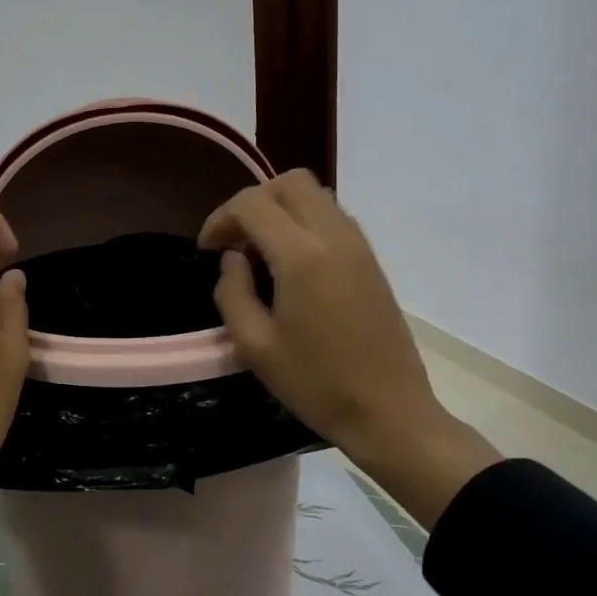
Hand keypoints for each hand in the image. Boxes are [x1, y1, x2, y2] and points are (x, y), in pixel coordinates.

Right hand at [199, 171, 499, 525]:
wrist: (389, 412)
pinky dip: (304, 223)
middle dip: (253, 202)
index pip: (252, 203)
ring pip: (315, 195)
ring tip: (261, 253)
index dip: (220, 219)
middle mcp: (334, 237)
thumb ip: (232, 291)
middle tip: (234, 241)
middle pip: (289, 183)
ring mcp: (359, 246)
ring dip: (280, 210)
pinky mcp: (371, 261)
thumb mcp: (254, 345)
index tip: (206, 250)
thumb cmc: (315, 383)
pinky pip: (332, 217)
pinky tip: (291, 266)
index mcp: (301, 256)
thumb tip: (234, 259)